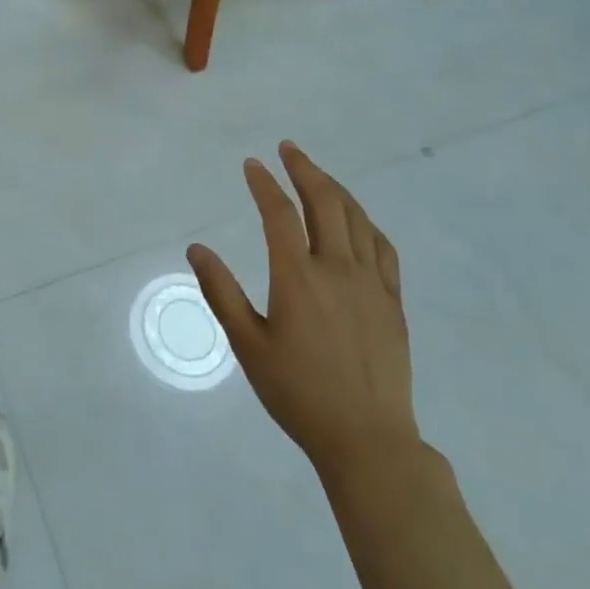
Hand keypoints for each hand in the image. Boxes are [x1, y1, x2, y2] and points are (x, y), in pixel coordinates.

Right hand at [188, 142, 420, 478]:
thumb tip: (196, 249)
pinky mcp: (392, 301)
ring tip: (318, 174)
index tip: (252, 165)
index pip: (279, 214)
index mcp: (298, 278)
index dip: (264, 184)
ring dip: (335, 189)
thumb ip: (221, 292)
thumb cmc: (298, 393)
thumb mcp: (248, 345)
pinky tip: (357, 220)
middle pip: (324, 203)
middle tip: (289, 150)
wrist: (367, 438)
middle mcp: (337, 269)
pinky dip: (366, 223)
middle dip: (305, 170)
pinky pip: (382, 248)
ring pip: (356, 219)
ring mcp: (371, 284)